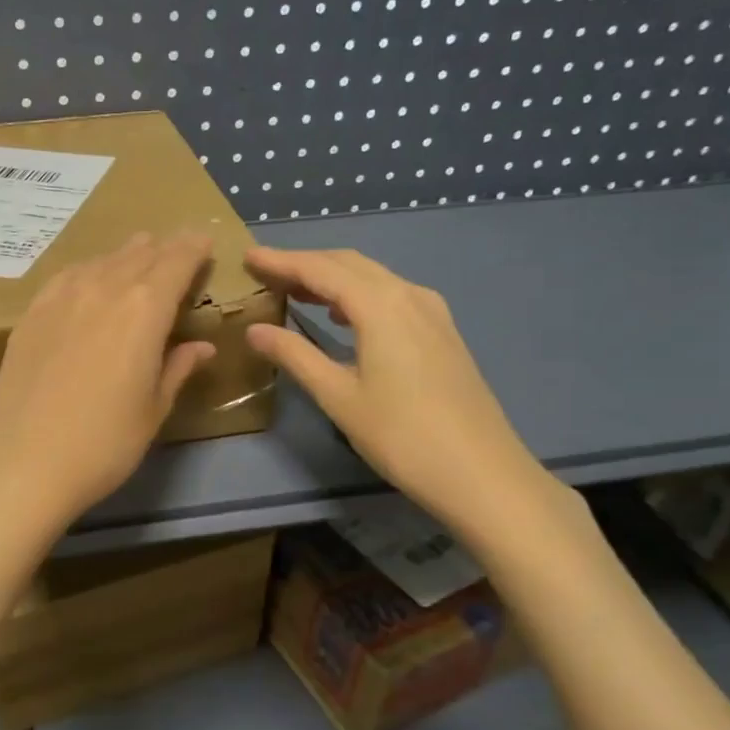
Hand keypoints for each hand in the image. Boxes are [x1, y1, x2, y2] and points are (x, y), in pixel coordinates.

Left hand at [0, 234, 217, 534]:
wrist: (26, 461)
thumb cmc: (105, 443)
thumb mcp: (153, 408)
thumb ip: (178, 368)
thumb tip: (202, 346)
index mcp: (145, 310)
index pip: (176, 262)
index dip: (193, 248)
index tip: (204, 241)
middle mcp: (104, 289)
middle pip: (140, 254)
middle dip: (164, 248)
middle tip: (178, 248)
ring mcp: (62, 298)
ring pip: (102, 260)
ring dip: (127, 255)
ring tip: (139, 254)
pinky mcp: (32, 313)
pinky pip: (68, 276)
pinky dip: (89, 270)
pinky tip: (90, 278)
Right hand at [242, 247, 563, 542]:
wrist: (481, 473)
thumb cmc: (401, 435)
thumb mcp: (338, 396)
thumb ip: (295, 356)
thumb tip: (254, 330)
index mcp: (380, 305)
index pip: (320, 269)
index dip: (281, 261)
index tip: (248, 256)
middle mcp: (409, 295)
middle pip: (349, 264)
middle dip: (304, 264)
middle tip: (265, 272)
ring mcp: (432, 312)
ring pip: (373, 278)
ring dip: (332, 278)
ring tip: (294, 291)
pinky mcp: (442, 332)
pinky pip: (392, 295)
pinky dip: (359, 295)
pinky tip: (343, 315)